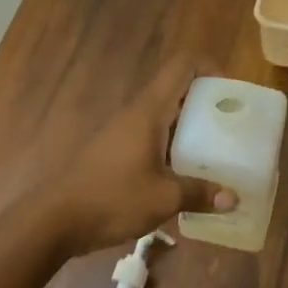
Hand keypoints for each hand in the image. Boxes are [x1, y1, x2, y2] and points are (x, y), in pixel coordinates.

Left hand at [38, 56, 237, 256]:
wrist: (55, 220)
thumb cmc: (112, 199)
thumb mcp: (163, 199)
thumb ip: (199, 193)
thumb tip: (232, 198)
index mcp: (149, 111)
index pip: (182, 66)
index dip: (209, 67)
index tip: (231, 91)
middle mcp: (136, 114)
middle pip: (176, 90)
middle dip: (207, 103)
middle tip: (233, 126)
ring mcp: (122, 132)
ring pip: (164, 116)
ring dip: (190, 128)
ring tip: (217, 152)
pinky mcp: (115, 152)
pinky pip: (152, 138)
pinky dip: (173, 147)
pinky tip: (186, 175)